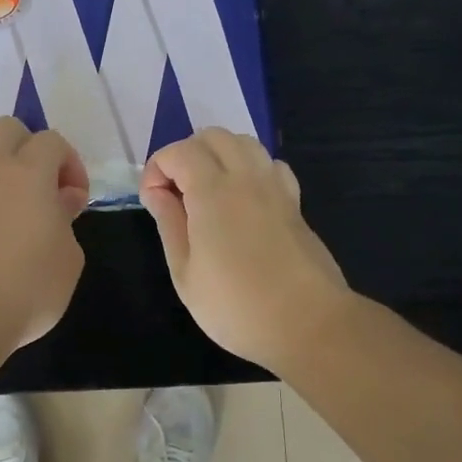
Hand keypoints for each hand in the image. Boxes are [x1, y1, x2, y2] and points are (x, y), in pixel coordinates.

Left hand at [0, 117, 90, 356]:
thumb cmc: (29, 288)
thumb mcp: (70, 258)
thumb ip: (67, 220)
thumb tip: (61, 200)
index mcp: (30, 173)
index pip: (52, 140)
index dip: (70, 163)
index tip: (76, 198)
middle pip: (6, 128)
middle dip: (27, 146)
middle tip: (40, 183)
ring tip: (1, 188)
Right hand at [141, 129, 351, 370]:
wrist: (309, 325)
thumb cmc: (236, 306)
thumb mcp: (185, 273)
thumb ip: (169, 223)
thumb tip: (156, 192)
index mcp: (213, 191)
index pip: (179, 151)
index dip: (157, 169)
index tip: (153, 202)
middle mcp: (246, 177)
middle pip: (213, 136)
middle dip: (187, 154)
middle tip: (177, 193)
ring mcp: (276, 187)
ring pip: (245, 143)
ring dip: (219, 155)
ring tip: (208, 192)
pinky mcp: (295, 203)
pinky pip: (270, 165)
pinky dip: (251, 169)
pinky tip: (244, 200)